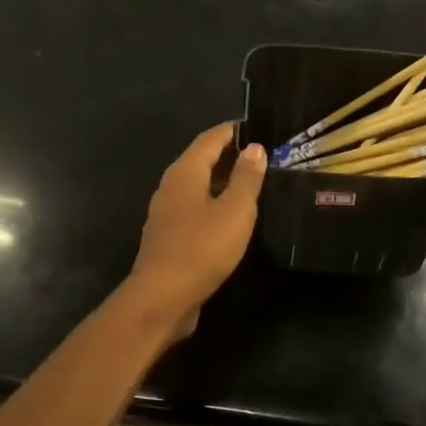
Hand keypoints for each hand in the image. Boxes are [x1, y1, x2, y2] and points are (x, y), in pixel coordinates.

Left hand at [125, 122, 265, 339]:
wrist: (163, 297)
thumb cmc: (202, 248)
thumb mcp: (234, 211)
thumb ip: (246, 178)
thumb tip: (255, 148)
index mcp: (185, 173)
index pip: (210, 139)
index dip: (233, 131)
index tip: (257, 128)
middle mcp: (171, 187)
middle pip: (201, 161)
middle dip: (229, 155)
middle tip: (262, 156)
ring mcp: (166, 214)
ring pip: (197, 187)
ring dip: (222, 183)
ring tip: (252, 185)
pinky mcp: (169, 238)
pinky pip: (195, 210)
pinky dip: (214, 205)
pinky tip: (231, 218)